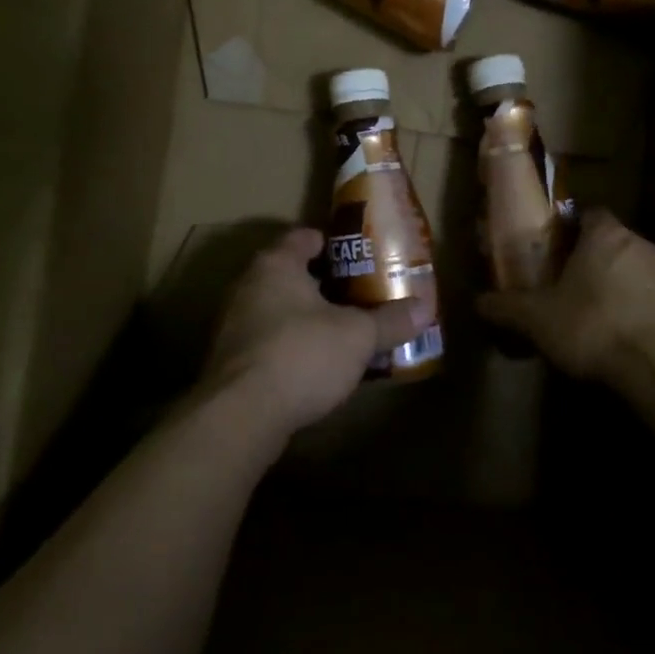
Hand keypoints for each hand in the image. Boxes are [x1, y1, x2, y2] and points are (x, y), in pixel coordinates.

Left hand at [200, 228, 428, 436]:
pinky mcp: (230, 361)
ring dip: (305, 317)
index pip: (304, 237)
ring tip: (342, 331)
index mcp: (277, 265)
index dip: (333, 243)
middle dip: (324, 283)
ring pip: (277, 309)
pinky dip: (290, 345)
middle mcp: (248, 286)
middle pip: (291, 274)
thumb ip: (390, 320)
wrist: (241, 415)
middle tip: (359, 294)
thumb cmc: (302, 354)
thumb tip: (425, 308)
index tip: (360, 256)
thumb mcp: (358, 336)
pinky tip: (315, 364)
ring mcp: (233, 324)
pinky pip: (267, 341)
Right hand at [476, 210, 654, 387]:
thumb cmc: (592, 326)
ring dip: (616, 283)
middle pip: (611, 241)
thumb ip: (506, 307)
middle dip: (591, 259)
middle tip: (567, 284)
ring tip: (593, 313)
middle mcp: (639, 243)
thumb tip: (477, 302)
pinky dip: (636, 307)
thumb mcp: (537, 319)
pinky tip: (621, 333)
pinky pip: (651, 296)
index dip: (571, 229)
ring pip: (633, 268)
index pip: (589, 214)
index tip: (555, 249)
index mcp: (604, 234)